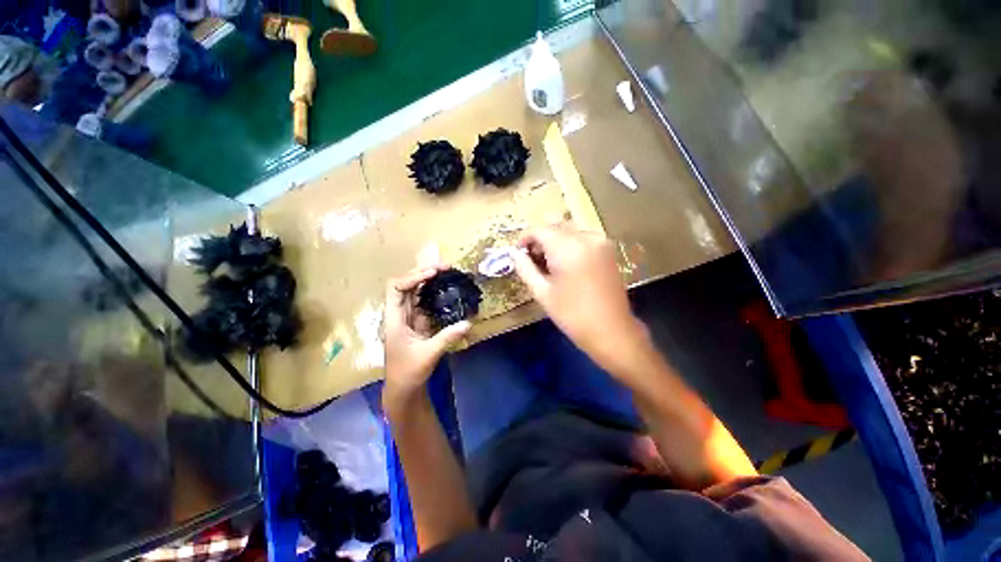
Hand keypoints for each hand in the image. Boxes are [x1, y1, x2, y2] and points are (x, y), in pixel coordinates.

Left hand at [382, 267, 470, 408]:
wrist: (404, 388)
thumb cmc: (409, 372)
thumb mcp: (429, 354)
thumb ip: (448, 337)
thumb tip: (468, 323)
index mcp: (394, 319)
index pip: (396, 288)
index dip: (413, 277)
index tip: (433, 274)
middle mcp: (399, 314)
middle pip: (406, 284)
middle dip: (423, 272)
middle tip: (445, 267)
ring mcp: (408, 317)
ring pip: (415, 291)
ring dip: (428, 279)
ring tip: (446, 272)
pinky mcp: (418, 322)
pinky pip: (424, 301)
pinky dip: (433, 291)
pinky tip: (446, 288)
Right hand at [512, 224, 647, 372]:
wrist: (611, 330)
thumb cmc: (572, 314)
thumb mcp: (542, 292)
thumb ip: (525, 268)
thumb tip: (514, 253)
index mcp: (568, 247)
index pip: (540, 230)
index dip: (525, 238)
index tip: (518, 253)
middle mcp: (586, 237)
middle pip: (555, 227)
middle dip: (540, 240)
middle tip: (532, 261)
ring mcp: (601, 242)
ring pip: (569, 230)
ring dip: (555, 241)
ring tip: (549, 264)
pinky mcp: (609, 249)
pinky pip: (583, 237)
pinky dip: (570, 244)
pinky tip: (566, 263)